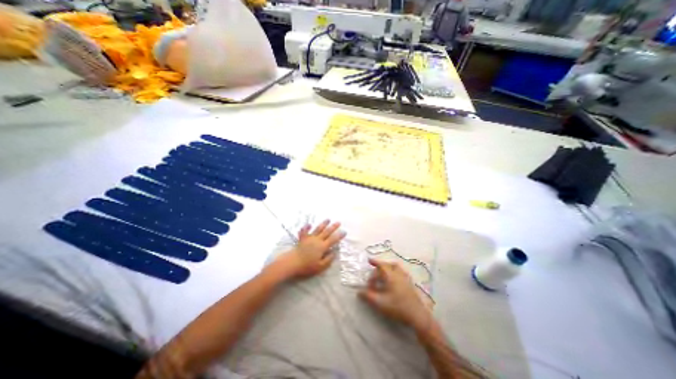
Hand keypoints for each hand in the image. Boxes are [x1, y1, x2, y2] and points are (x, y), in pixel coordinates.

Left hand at [275, 221, 345, 279]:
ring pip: (318, 229)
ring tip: (328, 219)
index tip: (344, 231)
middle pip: (327, 232)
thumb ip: (328, 259)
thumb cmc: (307, 266)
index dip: (339, 235)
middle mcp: (317, 240)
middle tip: (338, 222)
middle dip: (333, 227)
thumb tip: (334, 253)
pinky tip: (308, 224)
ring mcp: (309, 238)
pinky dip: (306, 227)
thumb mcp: (320, 266)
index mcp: (322, 247)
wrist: (292, 262)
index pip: (333, 239)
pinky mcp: (302, 239)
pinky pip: (304, 231)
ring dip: (323, 224)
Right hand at [358, 259, 432, 330]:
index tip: (369, 260)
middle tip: (374, 273)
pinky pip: (400, 272)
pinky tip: (393, 280)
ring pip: (396, 267)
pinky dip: (394, 272)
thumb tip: (359, 291)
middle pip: (388, 265)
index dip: (375, 262)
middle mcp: (399, 274)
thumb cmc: (397, 307)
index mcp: (391, 275)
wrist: (418, 316)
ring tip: (383, 273)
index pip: (382, 265)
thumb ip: (368, 296)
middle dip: (380, 267)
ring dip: (388, 268)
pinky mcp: (410, 284)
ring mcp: (406, 278)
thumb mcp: (380, 303)